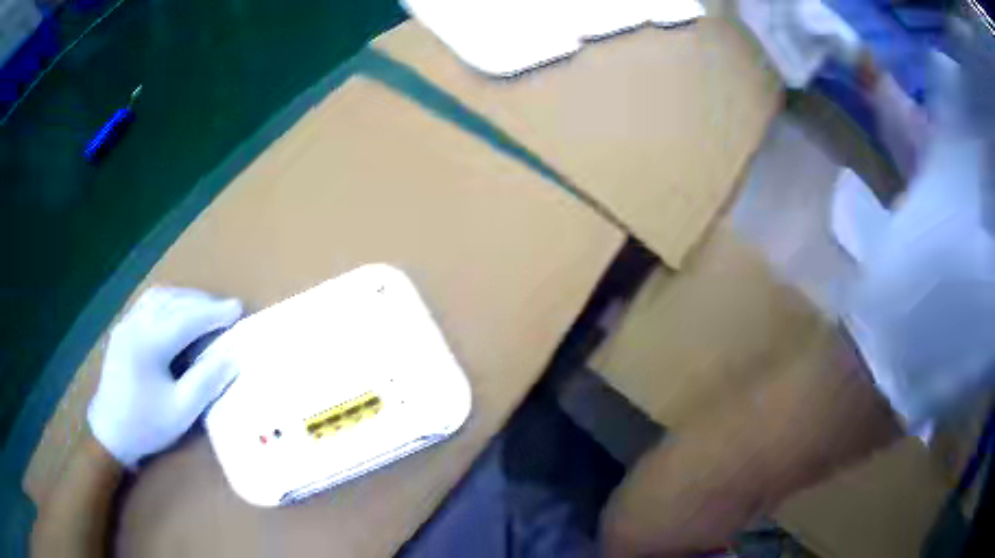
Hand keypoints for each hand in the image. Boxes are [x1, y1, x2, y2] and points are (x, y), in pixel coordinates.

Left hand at [88, 286, 242, 466]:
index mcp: (148, 343)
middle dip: (201, 302)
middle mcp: (135, 324)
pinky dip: (168, 302)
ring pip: (159, 297)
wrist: (110, 432)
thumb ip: (206, 382)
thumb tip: (232, 359)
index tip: (238, 308)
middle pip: (173, 301)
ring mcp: (126, 323)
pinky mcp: (122, 329)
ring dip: (184, 299)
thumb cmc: (146, 425)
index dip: (214, 313)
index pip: (187, 319)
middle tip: (224, 311)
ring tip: (203, 309)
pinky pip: (148, 304)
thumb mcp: (181, 411)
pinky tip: (176, 313)